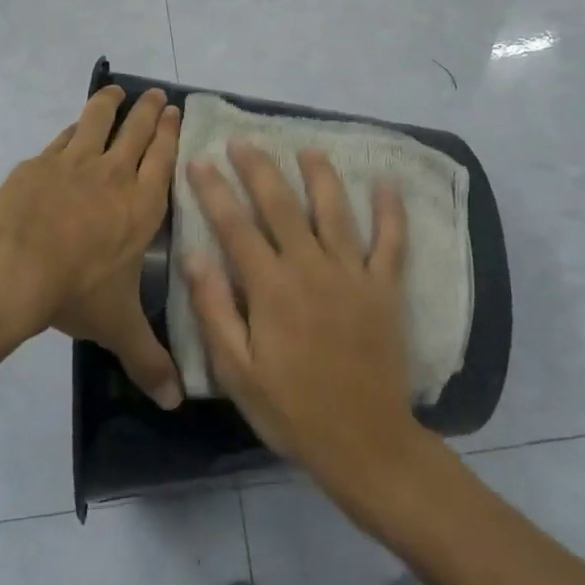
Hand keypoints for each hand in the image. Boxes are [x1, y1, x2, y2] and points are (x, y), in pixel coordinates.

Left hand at [0, 85, 184, 409]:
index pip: (163, 160)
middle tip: (157, 95)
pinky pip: (63, 136)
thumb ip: (148, 360)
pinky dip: (73, 127)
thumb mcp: (117, 327)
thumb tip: (175, 402)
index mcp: (141, 206)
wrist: (13, 267)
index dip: (171, 134)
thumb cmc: (75, 290)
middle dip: (150, 111)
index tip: (177, 112)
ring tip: (116, 92)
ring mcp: (75, 162)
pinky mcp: (40, 162)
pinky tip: (73, 127)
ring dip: (111, 104)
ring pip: (99, 120)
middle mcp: (114, 175)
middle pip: (137, 131)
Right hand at [183, 143, 421, 499]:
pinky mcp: (385, 289)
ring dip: (320, 176)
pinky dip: (391, 211)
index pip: (235, 226)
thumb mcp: (236, 370)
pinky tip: (386, 182)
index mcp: (271, 288)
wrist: (363, 443)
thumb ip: (214, 309)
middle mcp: (311, 268)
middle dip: (259, 169)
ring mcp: (353, 275)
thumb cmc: (291, 410)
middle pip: (281, 205)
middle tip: (243, 141)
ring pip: (335, 211)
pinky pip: (391, 242)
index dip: (214, 190)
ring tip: (307, 149)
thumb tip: (193, 255)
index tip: (199, 160)